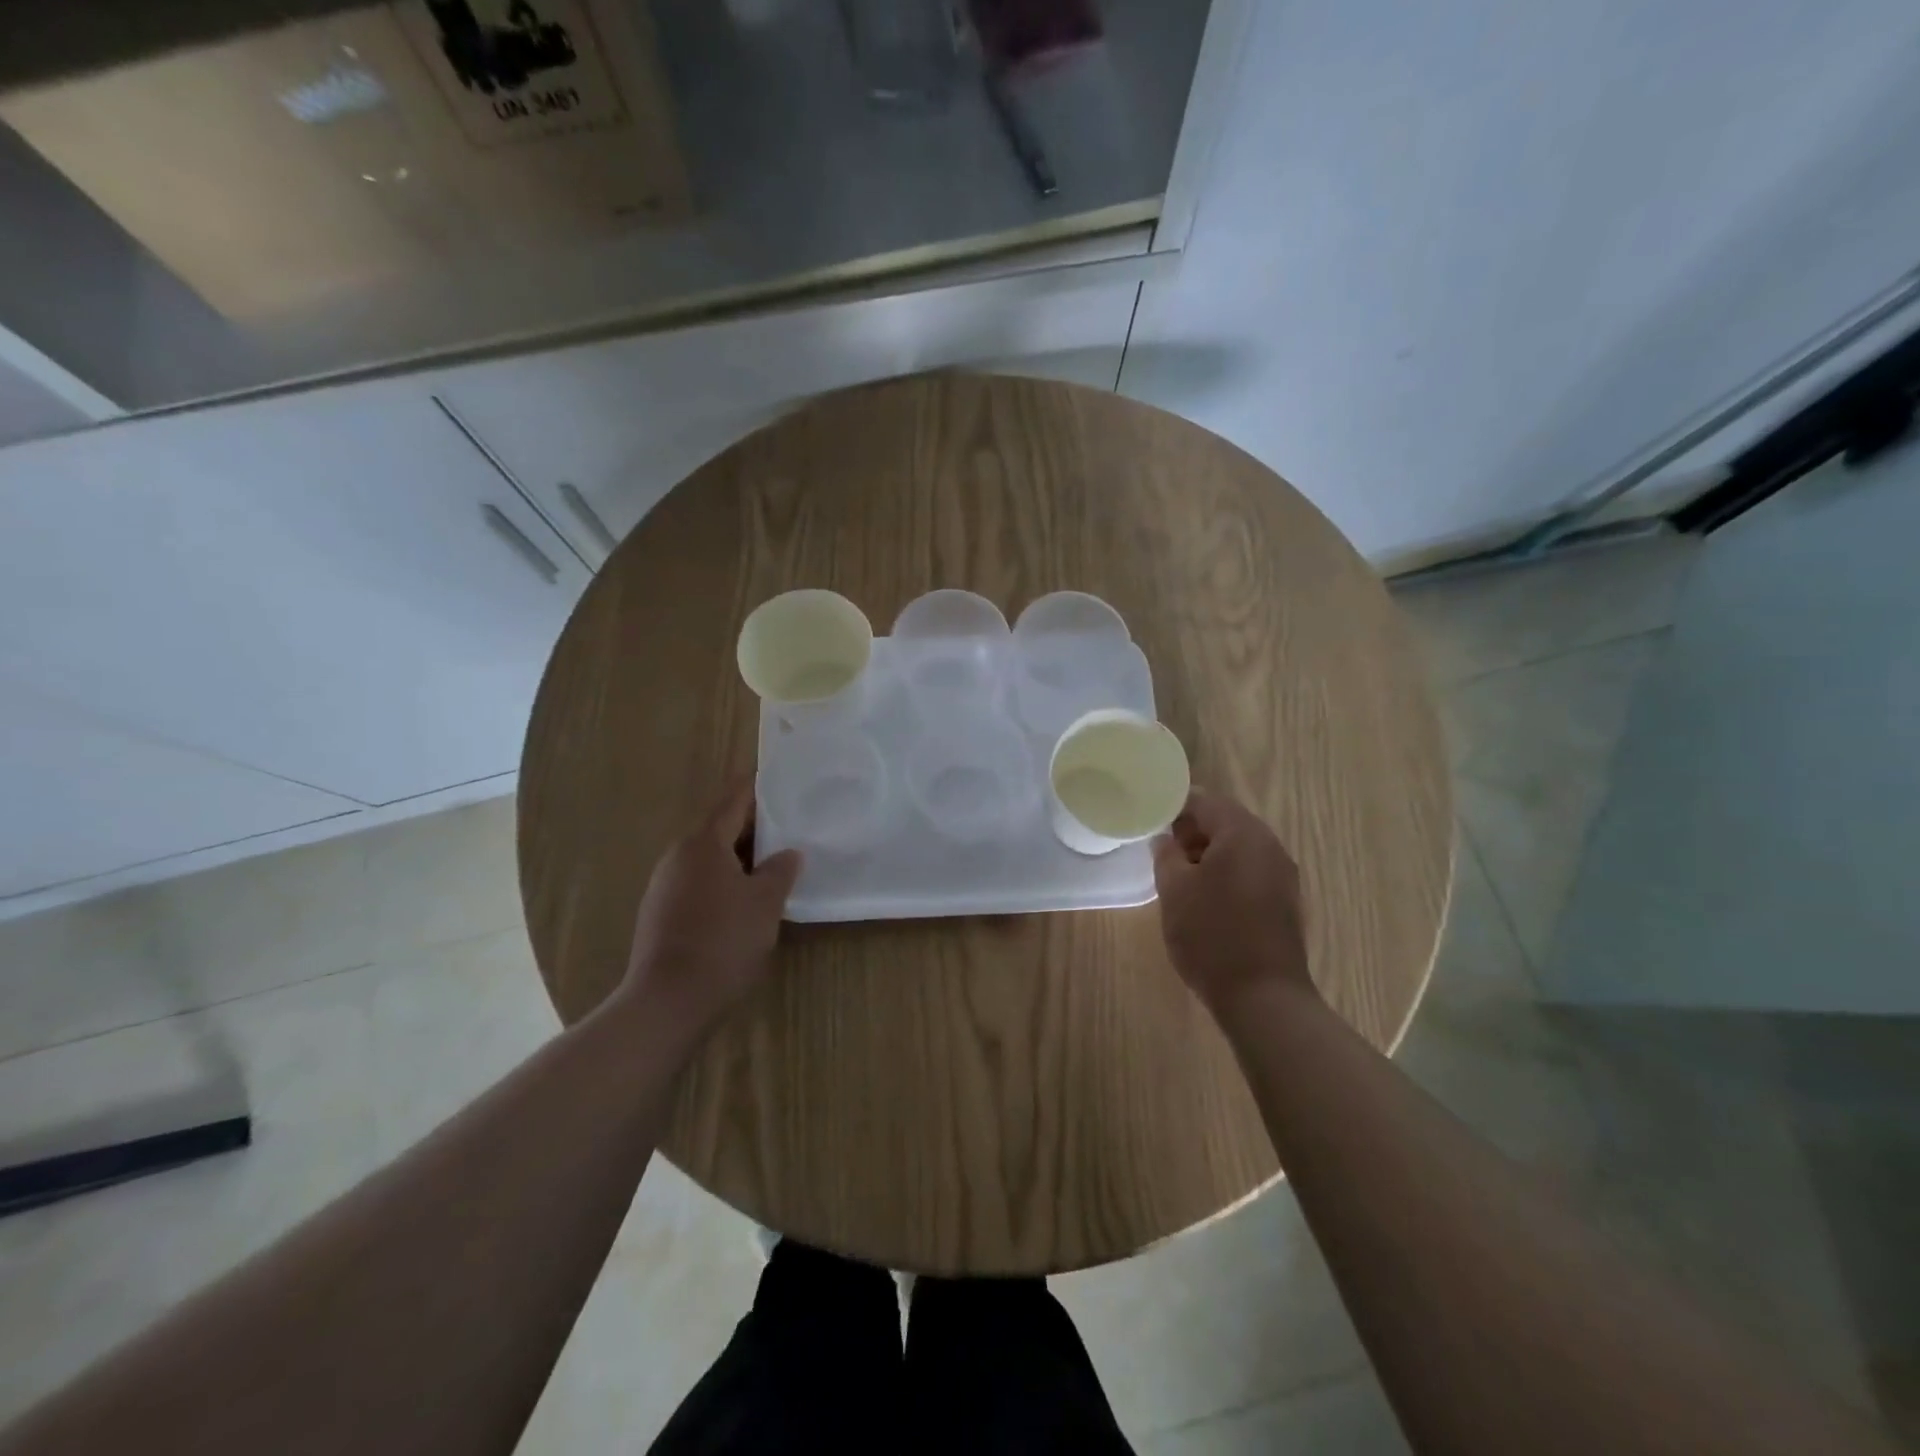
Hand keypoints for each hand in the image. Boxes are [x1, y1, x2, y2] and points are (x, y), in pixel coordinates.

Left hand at [614, 781, 802, 1041]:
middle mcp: (678, 857)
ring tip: (774, 861)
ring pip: (709, 858)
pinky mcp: (661, 915)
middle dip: (753, 825)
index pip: (733, 801)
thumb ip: (780, 871)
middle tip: (789, 822)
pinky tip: (746, 898)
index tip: (776, 775)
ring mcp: (664, 887)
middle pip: (719, 829)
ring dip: (740, 856)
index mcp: (702, 844)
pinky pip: (699, 882)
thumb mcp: (765, 903)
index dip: (756, 787)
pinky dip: (724, 879)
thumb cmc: (723, 941)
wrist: (668, 1002)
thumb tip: (788, 854)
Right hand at [1153, 789, 1313, 1019]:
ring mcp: (1282, 875)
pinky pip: (1250, 872)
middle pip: (1226, 821)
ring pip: (1238, 848)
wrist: (1263, 997)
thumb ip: (1166, 854)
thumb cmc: (1211, 935)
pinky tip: (1205, 900)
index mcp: (1243, 833)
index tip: (1150, 822)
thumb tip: (1165, 839)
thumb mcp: (1174, 890)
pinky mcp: (1285, 902)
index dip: (1174, 807)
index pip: (1204, 800)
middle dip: (1192, 832)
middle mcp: (1269, 846)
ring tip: (1178, 878)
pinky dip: (1226, 874)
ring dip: (1208, 855)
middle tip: (1162, 852)